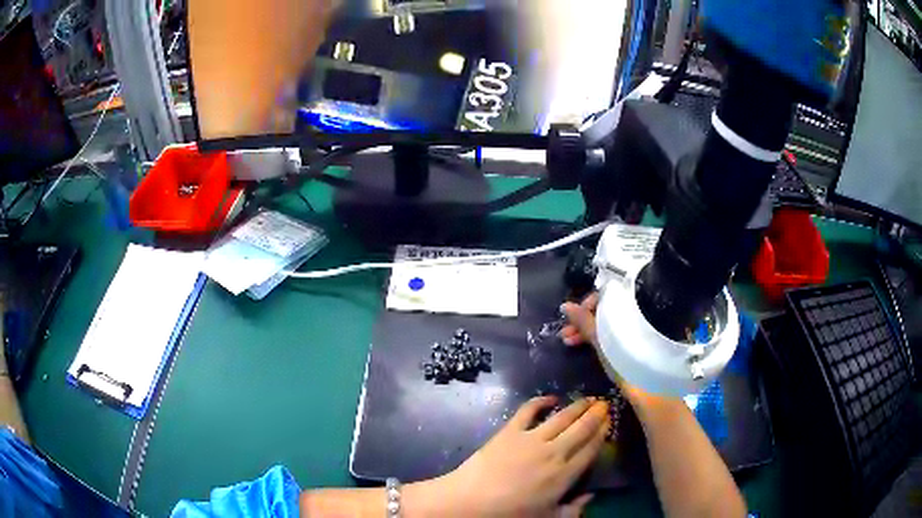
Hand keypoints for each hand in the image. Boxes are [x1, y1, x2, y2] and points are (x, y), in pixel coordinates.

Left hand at [435, 396, 609, 516]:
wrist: (470, 501)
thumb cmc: (510, 515)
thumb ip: (574, 509)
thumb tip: (592, 496)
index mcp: (564, 475)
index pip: (590, 450)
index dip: (602, 434)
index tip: (610, 423)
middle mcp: (554, 452)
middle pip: (581, 429)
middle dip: (596, 415)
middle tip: (605, 404)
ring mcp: (531, 439)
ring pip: (562, 417)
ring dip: (577, 406)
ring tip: (588, 398)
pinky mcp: (510, 431)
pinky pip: (528, 410)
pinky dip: (541, 401)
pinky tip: (551, 398)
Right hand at [561, 293, 652, 406]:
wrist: (657, 391)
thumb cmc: (631, 362)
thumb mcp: (605, 342)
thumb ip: (585, 322)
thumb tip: (565, 306)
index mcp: (635, 304)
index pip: (607, 293)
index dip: (587, 304)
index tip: (572, 320)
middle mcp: (639, 311)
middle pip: (607, 308)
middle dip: (584, 319)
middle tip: (566, 334)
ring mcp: (639, 328)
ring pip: (609, 322)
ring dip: (588, 329)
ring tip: (569, 342)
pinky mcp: (639, 342)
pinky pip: (615, 333)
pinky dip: (600, 337)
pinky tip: (586, 346)